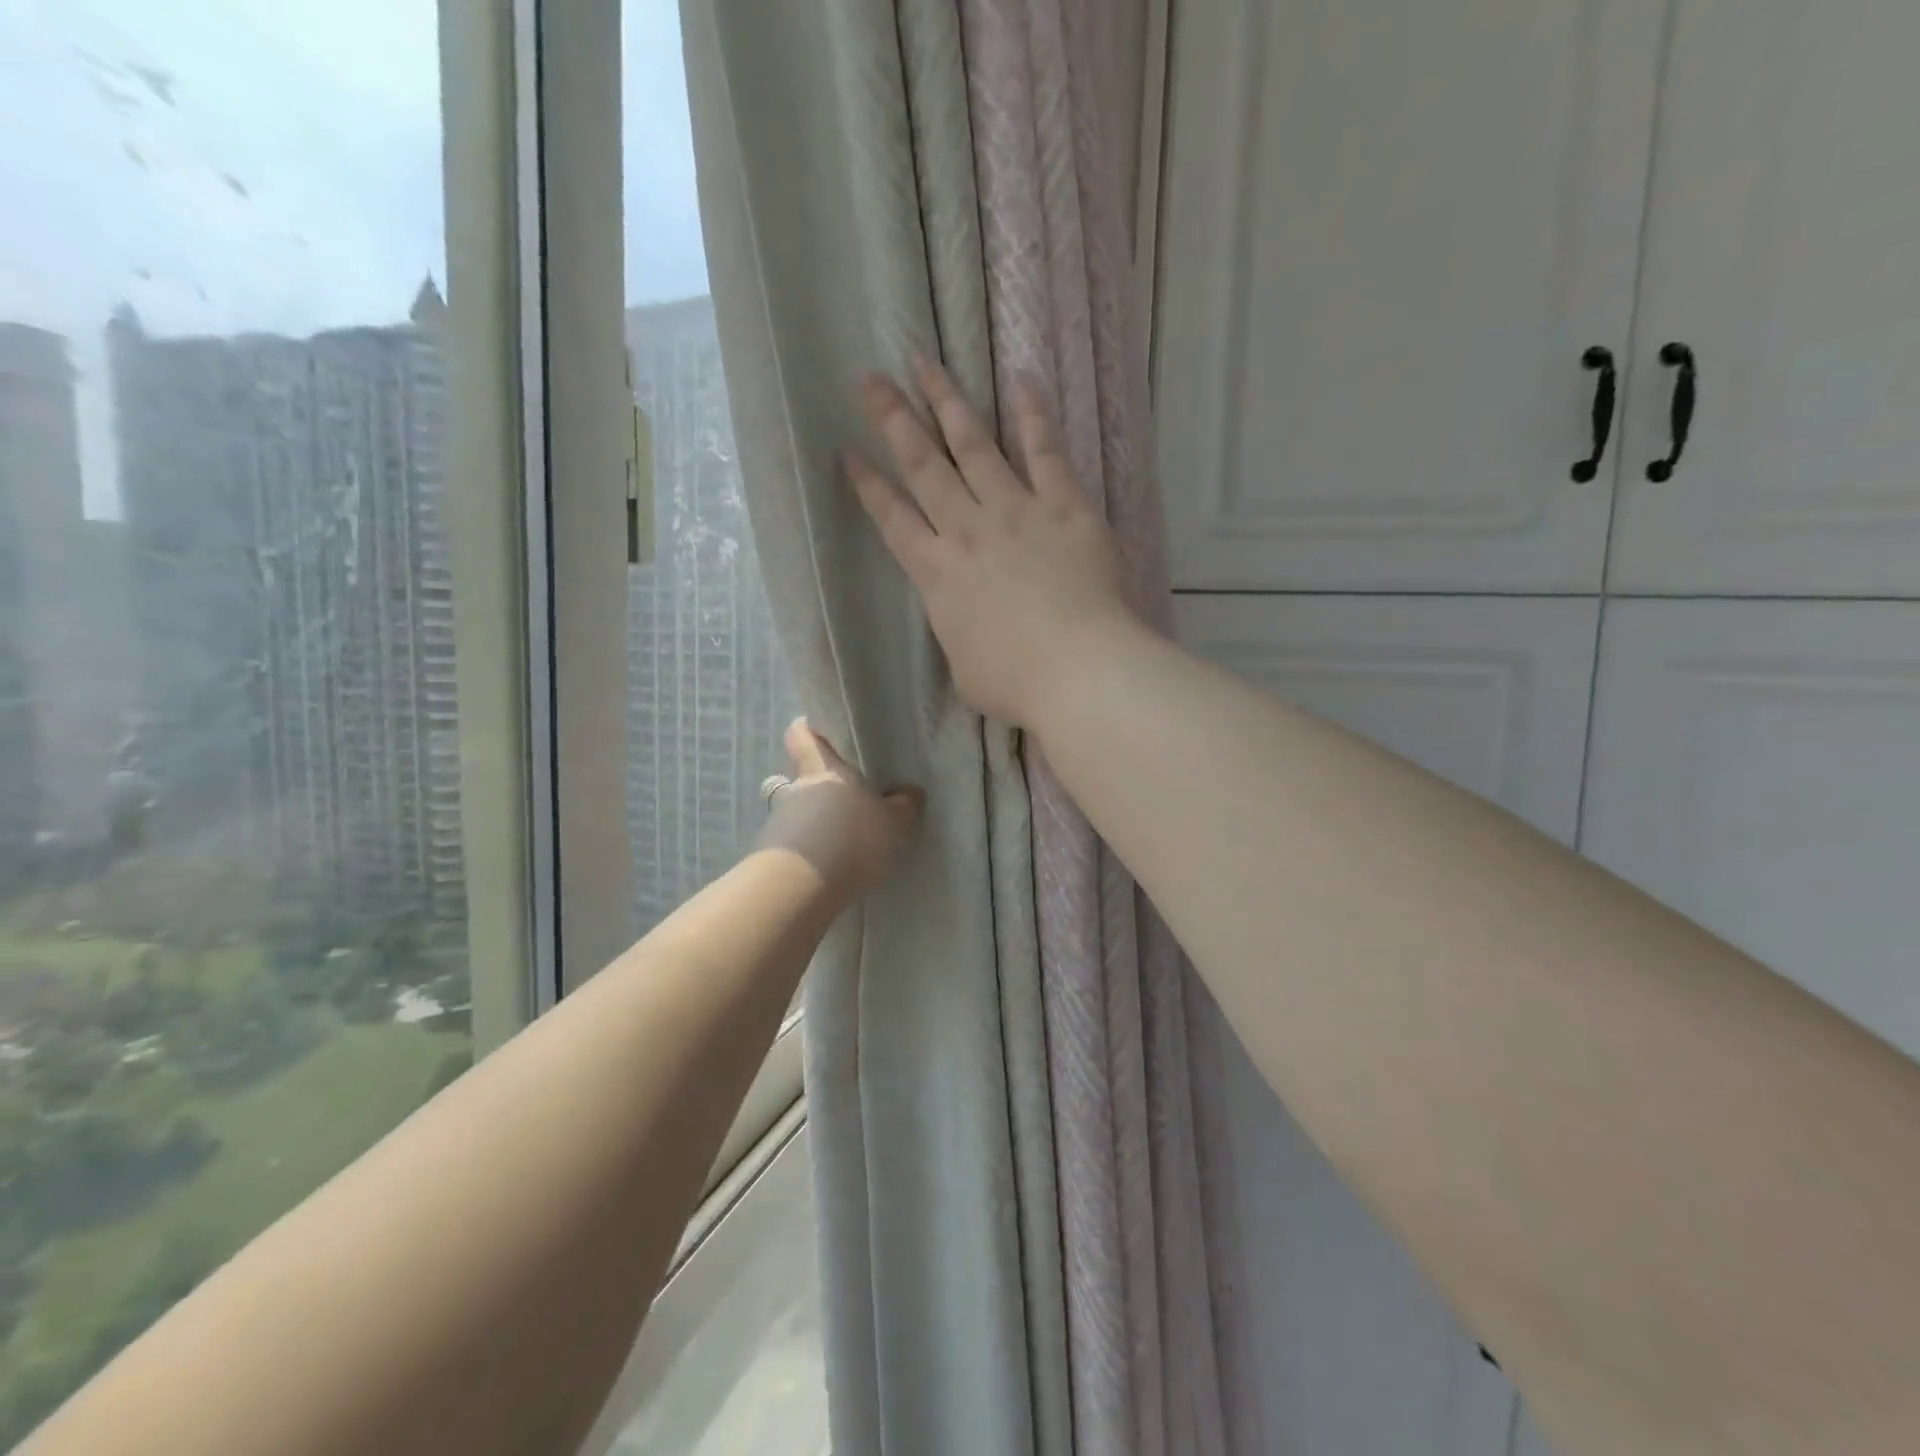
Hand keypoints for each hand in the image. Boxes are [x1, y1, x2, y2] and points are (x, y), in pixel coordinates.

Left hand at [758, 719, 922, 899]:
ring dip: (814, 824)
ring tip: (842, 845)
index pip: (804, 736)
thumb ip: (903, 806)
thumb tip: (910, 792)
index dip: (808, 730)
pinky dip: (809, 855)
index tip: (816, 730)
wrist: (800, 886)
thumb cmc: (851, 838)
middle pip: (801, 779)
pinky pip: (794, 847)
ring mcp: (779, 824)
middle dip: (820, 789)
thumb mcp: (893, 822)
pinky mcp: (771, 857)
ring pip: (797, 814)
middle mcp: (796, 790)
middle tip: (846, 802)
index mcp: (825, 770)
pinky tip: (830, 871)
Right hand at [845, 357, 1140, 728]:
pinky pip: (1044, 451)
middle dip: (893, 420)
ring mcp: (1016, 511)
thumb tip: (968, 625)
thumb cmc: (1015, 683)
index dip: (868, 485)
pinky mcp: (1064, 506)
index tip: (849, 453)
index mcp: (937, 574)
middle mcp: (968, 530)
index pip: (892, 519)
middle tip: (871, 380)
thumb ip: (959, 634)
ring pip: (974, 444)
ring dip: (947, 401)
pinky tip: (1020, 380)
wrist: (1077, 669)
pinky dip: (1032, 414)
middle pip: (923, 465)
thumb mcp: (965, 669)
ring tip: (924, 362)